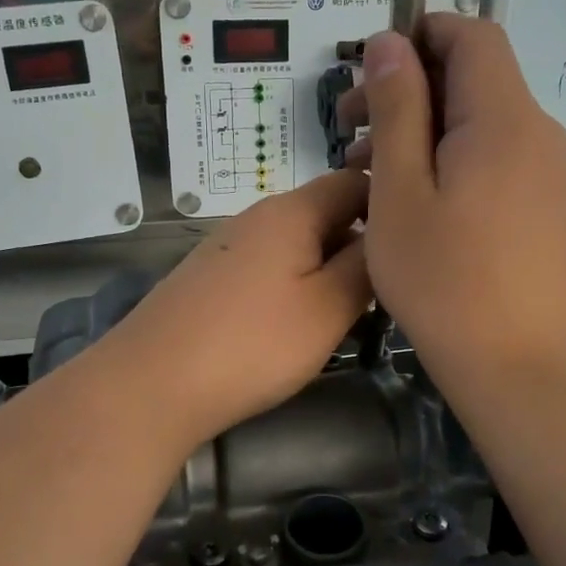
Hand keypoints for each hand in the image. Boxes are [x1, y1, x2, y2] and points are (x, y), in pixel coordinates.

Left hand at [101, 171, 372, 447]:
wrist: (152, 383)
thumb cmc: (253, 344)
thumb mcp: (328, 307)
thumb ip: (366, 266)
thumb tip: (384, 236)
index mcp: (292, 211)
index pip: (354, 181)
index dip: (388, 205)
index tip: (413, 246)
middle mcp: (257, 216)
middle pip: (324, 214)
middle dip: (358, 245)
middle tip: (384, 292)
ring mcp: (228, 247)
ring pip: (295, 244)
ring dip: (325, 270)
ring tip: (344, 314)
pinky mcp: (210, 278)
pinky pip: (267, 268)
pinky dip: (291, 286)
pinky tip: (293, 325)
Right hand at [340, 14, 565, 389]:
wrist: (515, 362)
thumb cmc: (443, 279)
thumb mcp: (400, 190)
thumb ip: (397, 109)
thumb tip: (390, 42)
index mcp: (503, 118)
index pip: (471, 35)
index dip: (419, 36)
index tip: (367, 71)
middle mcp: (537, 130)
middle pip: (473, 77)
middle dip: (408, 88)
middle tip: (347, 128)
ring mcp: (546, 169)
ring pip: (479, 120)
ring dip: (421, 128)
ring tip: (365, 170)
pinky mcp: (542, 202)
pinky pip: (493, 155)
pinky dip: (448, 158)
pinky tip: (409, 198)